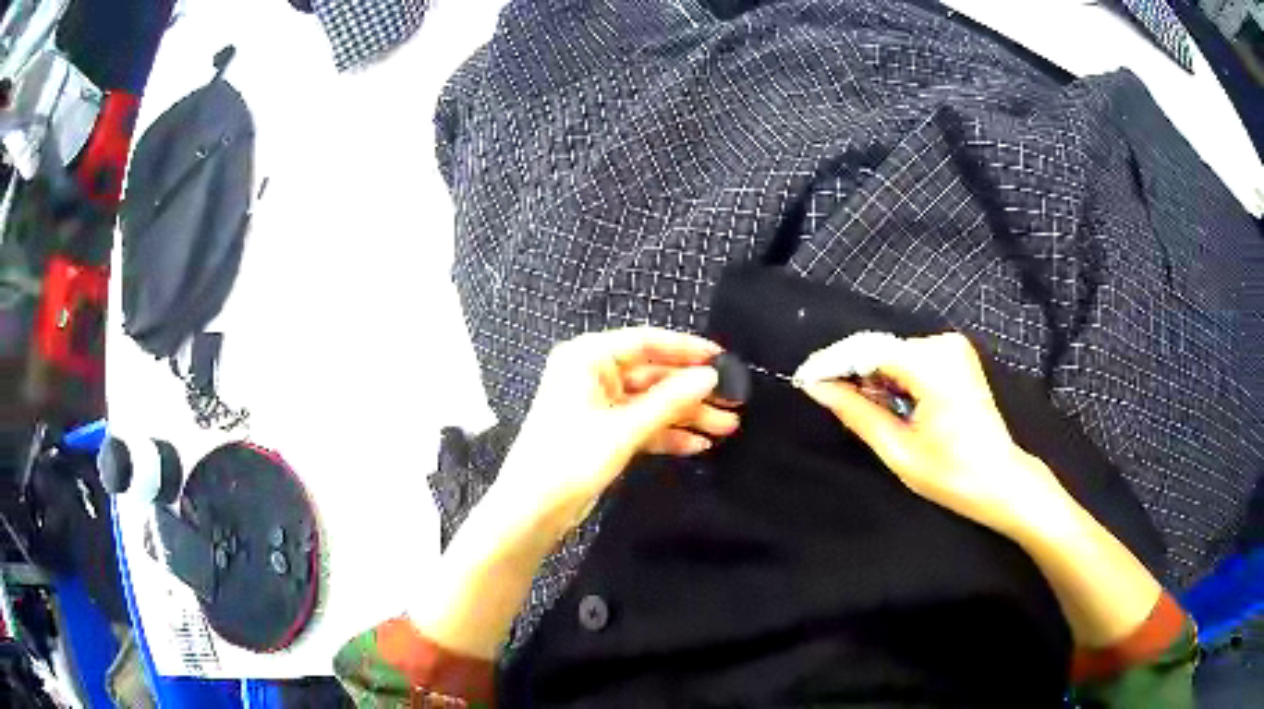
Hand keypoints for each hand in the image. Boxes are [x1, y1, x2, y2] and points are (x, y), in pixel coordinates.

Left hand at [496, 327, 737, 539]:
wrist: (532, 508)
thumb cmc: (570, 458)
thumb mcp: (624, 428)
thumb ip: (669, 401)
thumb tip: (710, 376)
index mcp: (588, 358)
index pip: (646, 342)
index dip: (686, 349)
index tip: (723, 359)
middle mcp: (594, 374)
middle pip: (653, 375)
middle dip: (692, 392)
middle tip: (734, 402)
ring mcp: (599, 404)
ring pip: (651, 403)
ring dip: (687, 415)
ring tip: (727, 428)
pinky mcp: (603, 431)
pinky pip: (642, 424)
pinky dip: (667, 434)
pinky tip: (698, 445)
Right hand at [795, 332, 1067, 536]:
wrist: (1001, 479)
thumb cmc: (953, 475)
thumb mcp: (898, 450)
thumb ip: (856, 413)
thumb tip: (818, 388)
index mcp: (932, 366)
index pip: (868, 350)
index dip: (831, 362)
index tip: (803, 379)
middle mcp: (943, 344)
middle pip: (880, 347)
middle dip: (848, 368)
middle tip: (820, 393)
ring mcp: (952, 348)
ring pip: (893, 351)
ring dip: (869, 372)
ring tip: (848, 401)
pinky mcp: (956, 356)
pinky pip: (910, 357)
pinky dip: (890, 375)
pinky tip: (880, 397)